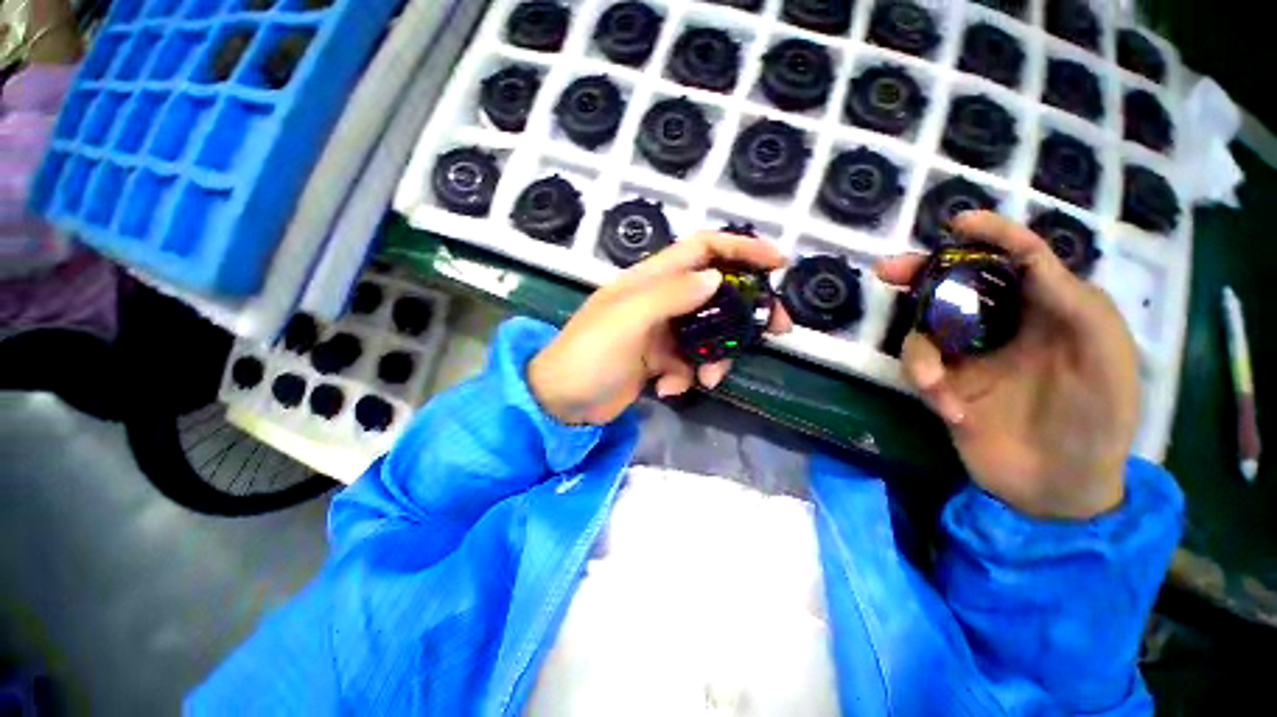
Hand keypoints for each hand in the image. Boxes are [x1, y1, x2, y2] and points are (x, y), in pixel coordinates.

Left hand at [529, 232, 790, 424]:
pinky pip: (688, 363)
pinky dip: (686, 378)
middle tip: (776, 330)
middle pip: (715, 294)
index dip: (740, 249)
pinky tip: (668, 391)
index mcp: (650, 280)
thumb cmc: (589, 355)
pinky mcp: (658, 360)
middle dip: (746, 312)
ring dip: (715, 358)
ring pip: (707, 334)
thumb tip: (715, 278)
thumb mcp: (627, 320)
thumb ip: (671, 296)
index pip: (702, 249)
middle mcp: (659, 300)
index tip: (777, 264)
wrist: (561, 402)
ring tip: (707, 380)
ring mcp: (660, 332)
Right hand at [877, 211, 1138, 518]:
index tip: (959, 223)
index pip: (1019, 260)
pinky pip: (921, 370)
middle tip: (886, 270)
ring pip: (926, 329)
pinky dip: (927, 384)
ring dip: (919, 351)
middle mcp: (1005, 327)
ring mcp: (971, 358)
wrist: (1060, 488)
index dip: (992, 236)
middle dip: (921, 275)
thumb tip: (1029, 259)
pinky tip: (949, 409)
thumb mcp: (1106, 360)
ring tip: (930, 383)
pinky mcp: (947, 386)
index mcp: (1049, 312)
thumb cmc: (1099, 421)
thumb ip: (1076, 304)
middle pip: (956, 287)